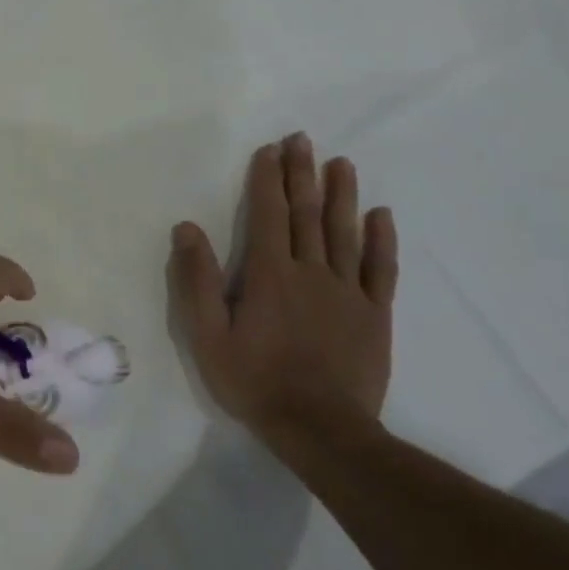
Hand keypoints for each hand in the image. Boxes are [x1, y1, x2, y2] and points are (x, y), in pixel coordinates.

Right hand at [168, 133, 397, 461]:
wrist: (322, 429)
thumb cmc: (255, 381)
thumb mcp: (207, 335)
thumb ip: (197, 280)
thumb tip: (187, 228)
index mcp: (269, 274)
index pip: (268, 214)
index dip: (267, 180)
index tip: (270, 150)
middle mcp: (310, 271)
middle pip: (306, 214)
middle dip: (302, 174)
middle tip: (303, 140)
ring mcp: (347, 292)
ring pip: (344, 232)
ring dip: (342, 195)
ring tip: (341, 163)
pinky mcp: (373, 314)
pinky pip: (379, 269)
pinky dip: (381, 240)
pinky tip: (381, 215)